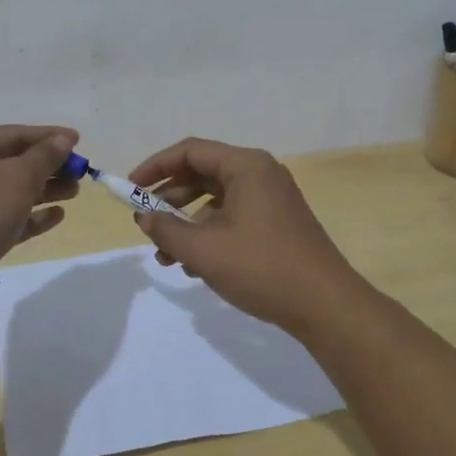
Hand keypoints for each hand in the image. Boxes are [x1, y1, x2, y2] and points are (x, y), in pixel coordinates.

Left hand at [0, 125, 79, 322]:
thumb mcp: (18, 177)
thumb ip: (45, 156)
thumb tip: (63, 140)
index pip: (11, 134)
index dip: (48, 136)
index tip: (78, 141)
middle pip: (10, 162)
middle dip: (47, 167)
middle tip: (80, 172)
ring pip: (8, 191)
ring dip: (42, 190)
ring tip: (74, 192)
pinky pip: (2, 217)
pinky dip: (28, 215)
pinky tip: (55, 216)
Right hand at [126, 137, 366, 335]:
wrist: (325, 304)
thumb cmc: (261, 267)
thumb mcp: (204, 250)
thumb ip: (167, 230)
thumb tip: (144, 217)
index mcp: (246, 166)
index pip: (190, 151)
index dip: (156, 166)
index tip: (130, 189)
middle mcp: (260, 174)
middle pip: (203, 173)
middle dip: (169, 199)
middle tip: (144, 222)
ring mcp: (272, 199)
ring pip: (216, 200)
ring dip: (187, 223)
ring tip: (164, 255)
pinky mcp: (277, 223)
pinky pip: (233, 217)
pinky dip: (209, 233)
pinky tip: (193, 265)